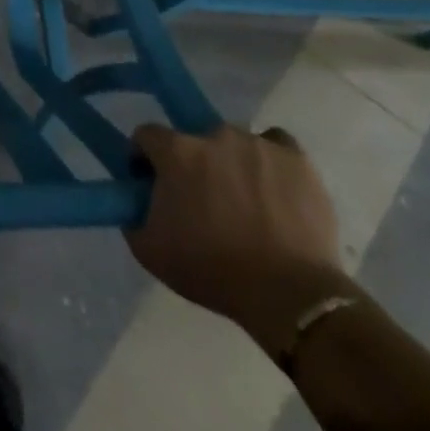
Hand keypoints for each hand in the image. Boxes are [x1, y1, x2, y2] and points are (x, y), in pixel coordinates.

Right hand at [125, 124, 351, 355]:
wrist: (291, 296)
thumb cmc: (214, 271)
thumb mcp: (150, 252)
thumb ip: (133, 216)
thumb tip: (136, 202)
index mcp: (176, 151)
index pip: (147, 136)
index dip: (145, 158)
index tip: (151, 182)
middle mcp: (214, 135)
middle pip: (194, 140)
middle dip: (192, 164)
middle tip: (201, 200)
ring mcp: (258, 143)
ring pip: (234, 145)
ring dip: (231, 164)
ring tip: (244, 203)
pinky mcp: (296, 158)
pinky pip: (275, 144)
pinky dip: (270, 160)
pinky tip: (273, 186)